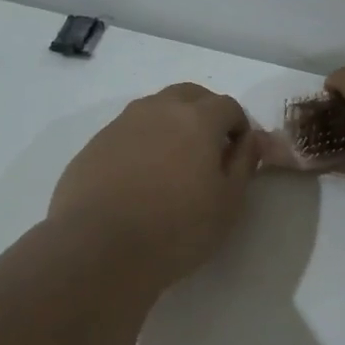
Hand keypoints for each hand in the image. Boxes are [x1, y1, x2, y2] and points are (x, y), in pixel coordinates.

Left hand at [49, 84, 260, 284]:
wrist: (99, 248)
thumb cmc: (176, 229)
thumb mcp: (228, 203)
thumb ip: (244, 164)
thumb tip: (250, 139)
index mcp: (196, 119)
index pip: (228, 106)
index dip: (239, 126)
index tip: (238, 154)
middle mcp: (158, 109)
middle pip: (190, 95)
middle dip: (206, 114)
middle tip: (210, 150)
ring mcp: (121, 124)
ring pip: (156, 109)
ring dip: (173, 124)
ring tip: (175, 164)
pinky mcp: (95, 144)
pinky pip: (129, 131)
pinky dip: (144, 143)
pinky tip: (141, 178)